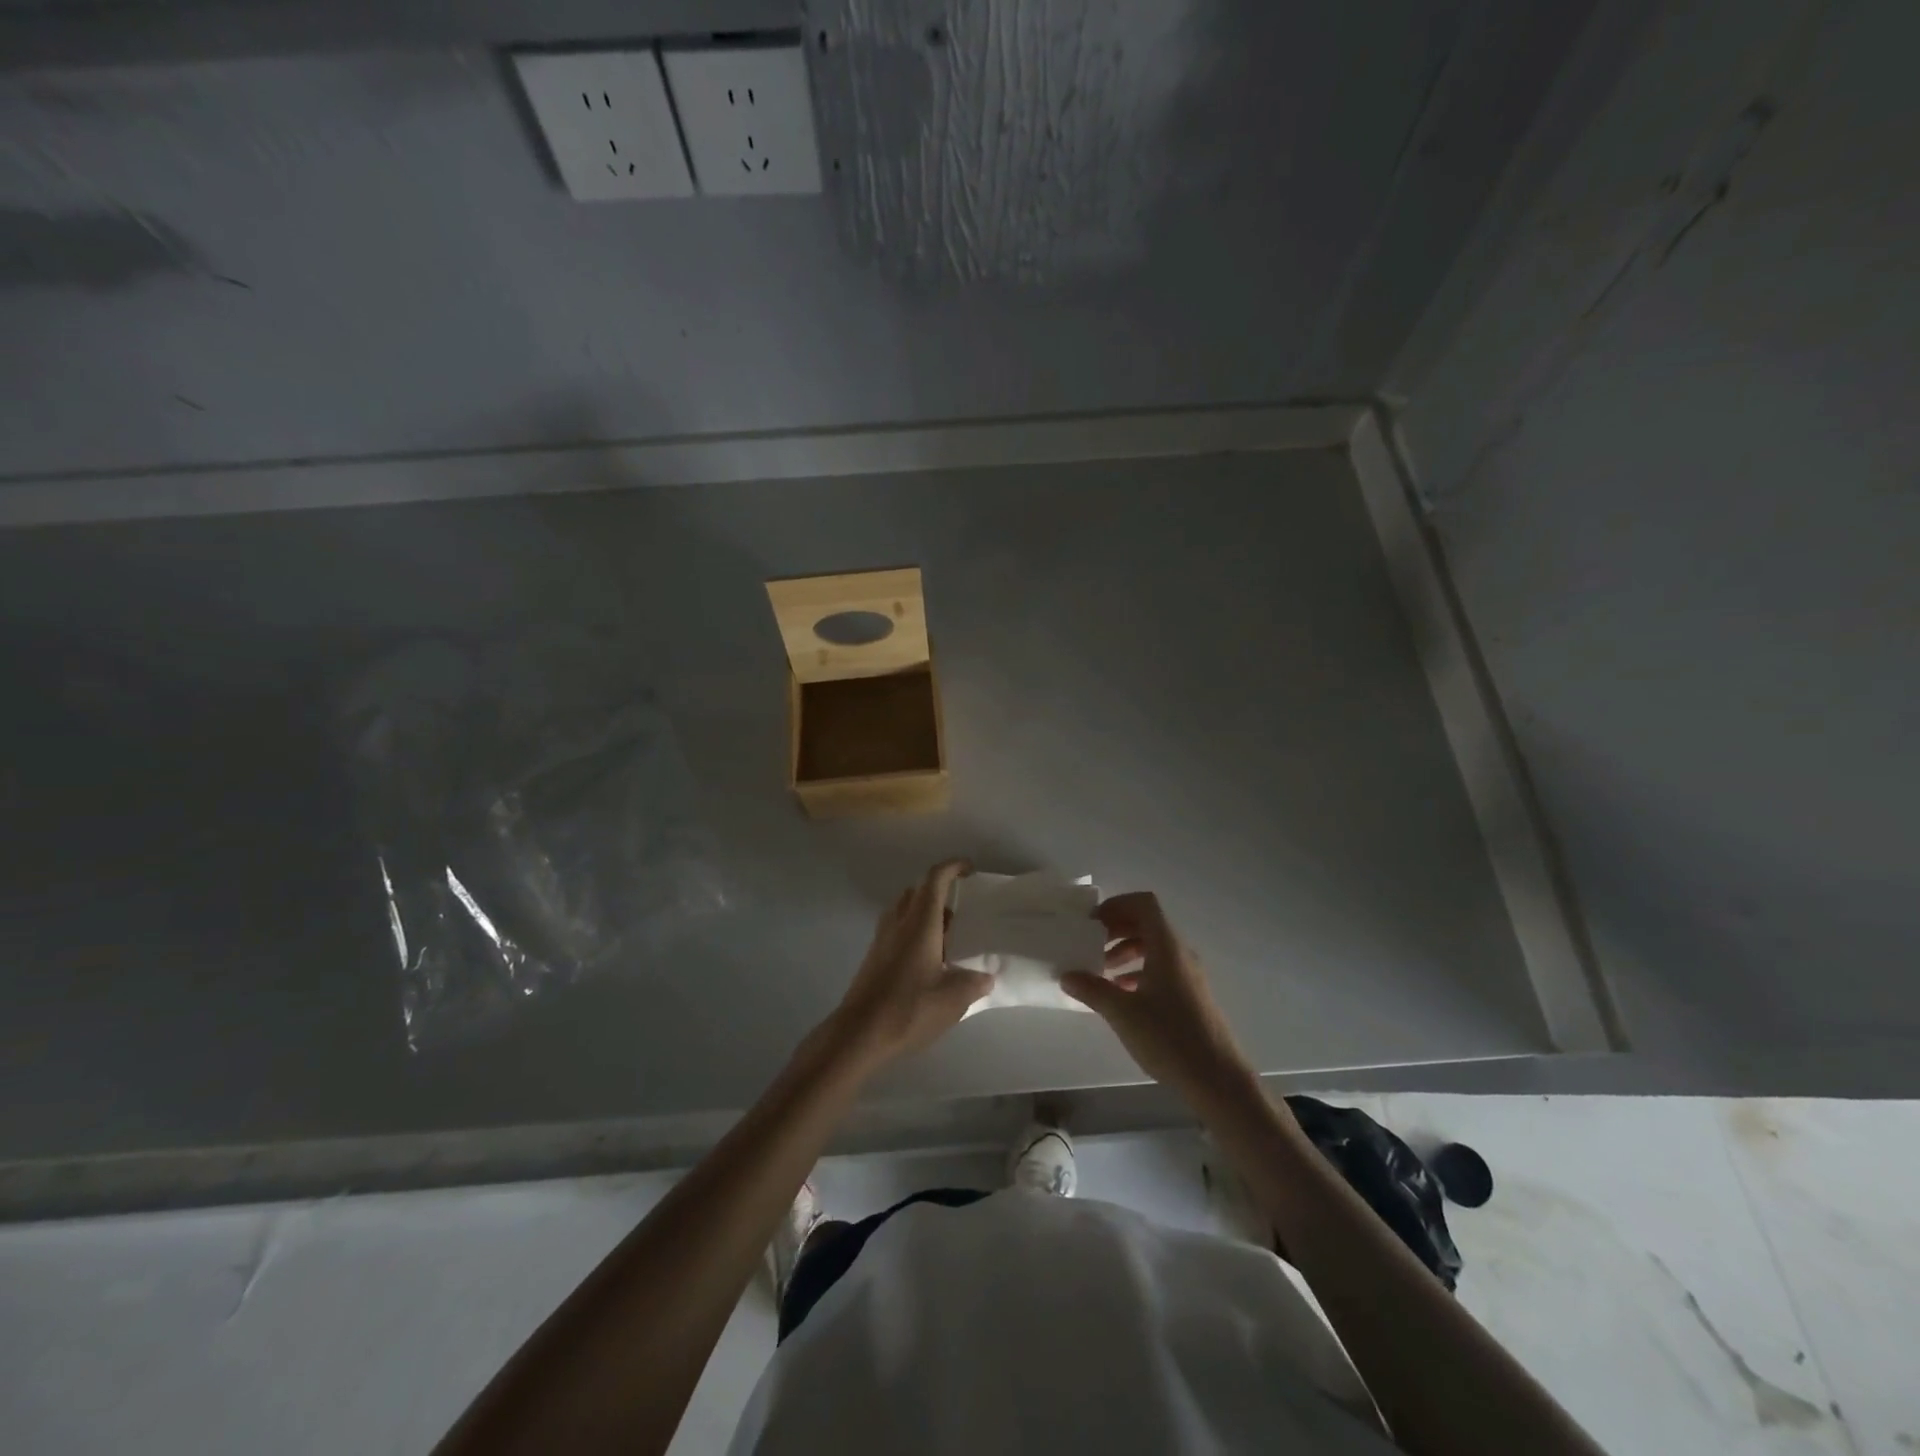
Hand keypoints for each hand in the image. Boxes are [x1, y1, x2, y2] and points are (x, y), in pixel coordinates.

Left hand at [824, 860, 991, 1072]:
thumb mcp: (952, 1000)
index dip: (953, 867)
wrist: (858, 1034)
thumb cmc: (908, 1010)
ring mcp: (882, 938)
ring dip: (925, 913)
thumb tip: (986, 976)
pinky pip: (897, 929)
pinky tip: (928, 961)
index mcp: (920, 923)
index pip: (935, 879)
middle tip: (962, 913)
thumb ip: (974, 983)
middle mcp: (898, 922)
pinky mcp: (874, 956)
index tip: (970, 869)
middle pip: (918, 890)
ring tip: (948, 939)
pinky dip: (914, 931)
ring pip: (905, 909)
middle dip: (940, 892)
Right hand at [1062, 892, 1259, 1113]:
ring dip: (1126, 951)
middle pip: (1148, 924)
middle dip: (1117, 928)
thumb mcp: (1122, 1013)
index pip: (1144, 903)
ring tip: (1101, 971)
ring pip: (1154, 948)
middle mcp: (1181, 953)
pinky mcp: (1192, 996)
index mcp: (1167, 947)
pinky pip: (1162, 968)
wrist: (1218, 1080)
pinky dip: (1139, 971)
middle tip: (1090, 943)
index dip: (1117, 904)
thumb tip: (1067, 975)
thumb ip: (1092, 989)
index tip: (1092, 922)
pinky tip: (1122, 994)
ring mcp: (1189, 975)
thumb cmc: (1169, 1037)